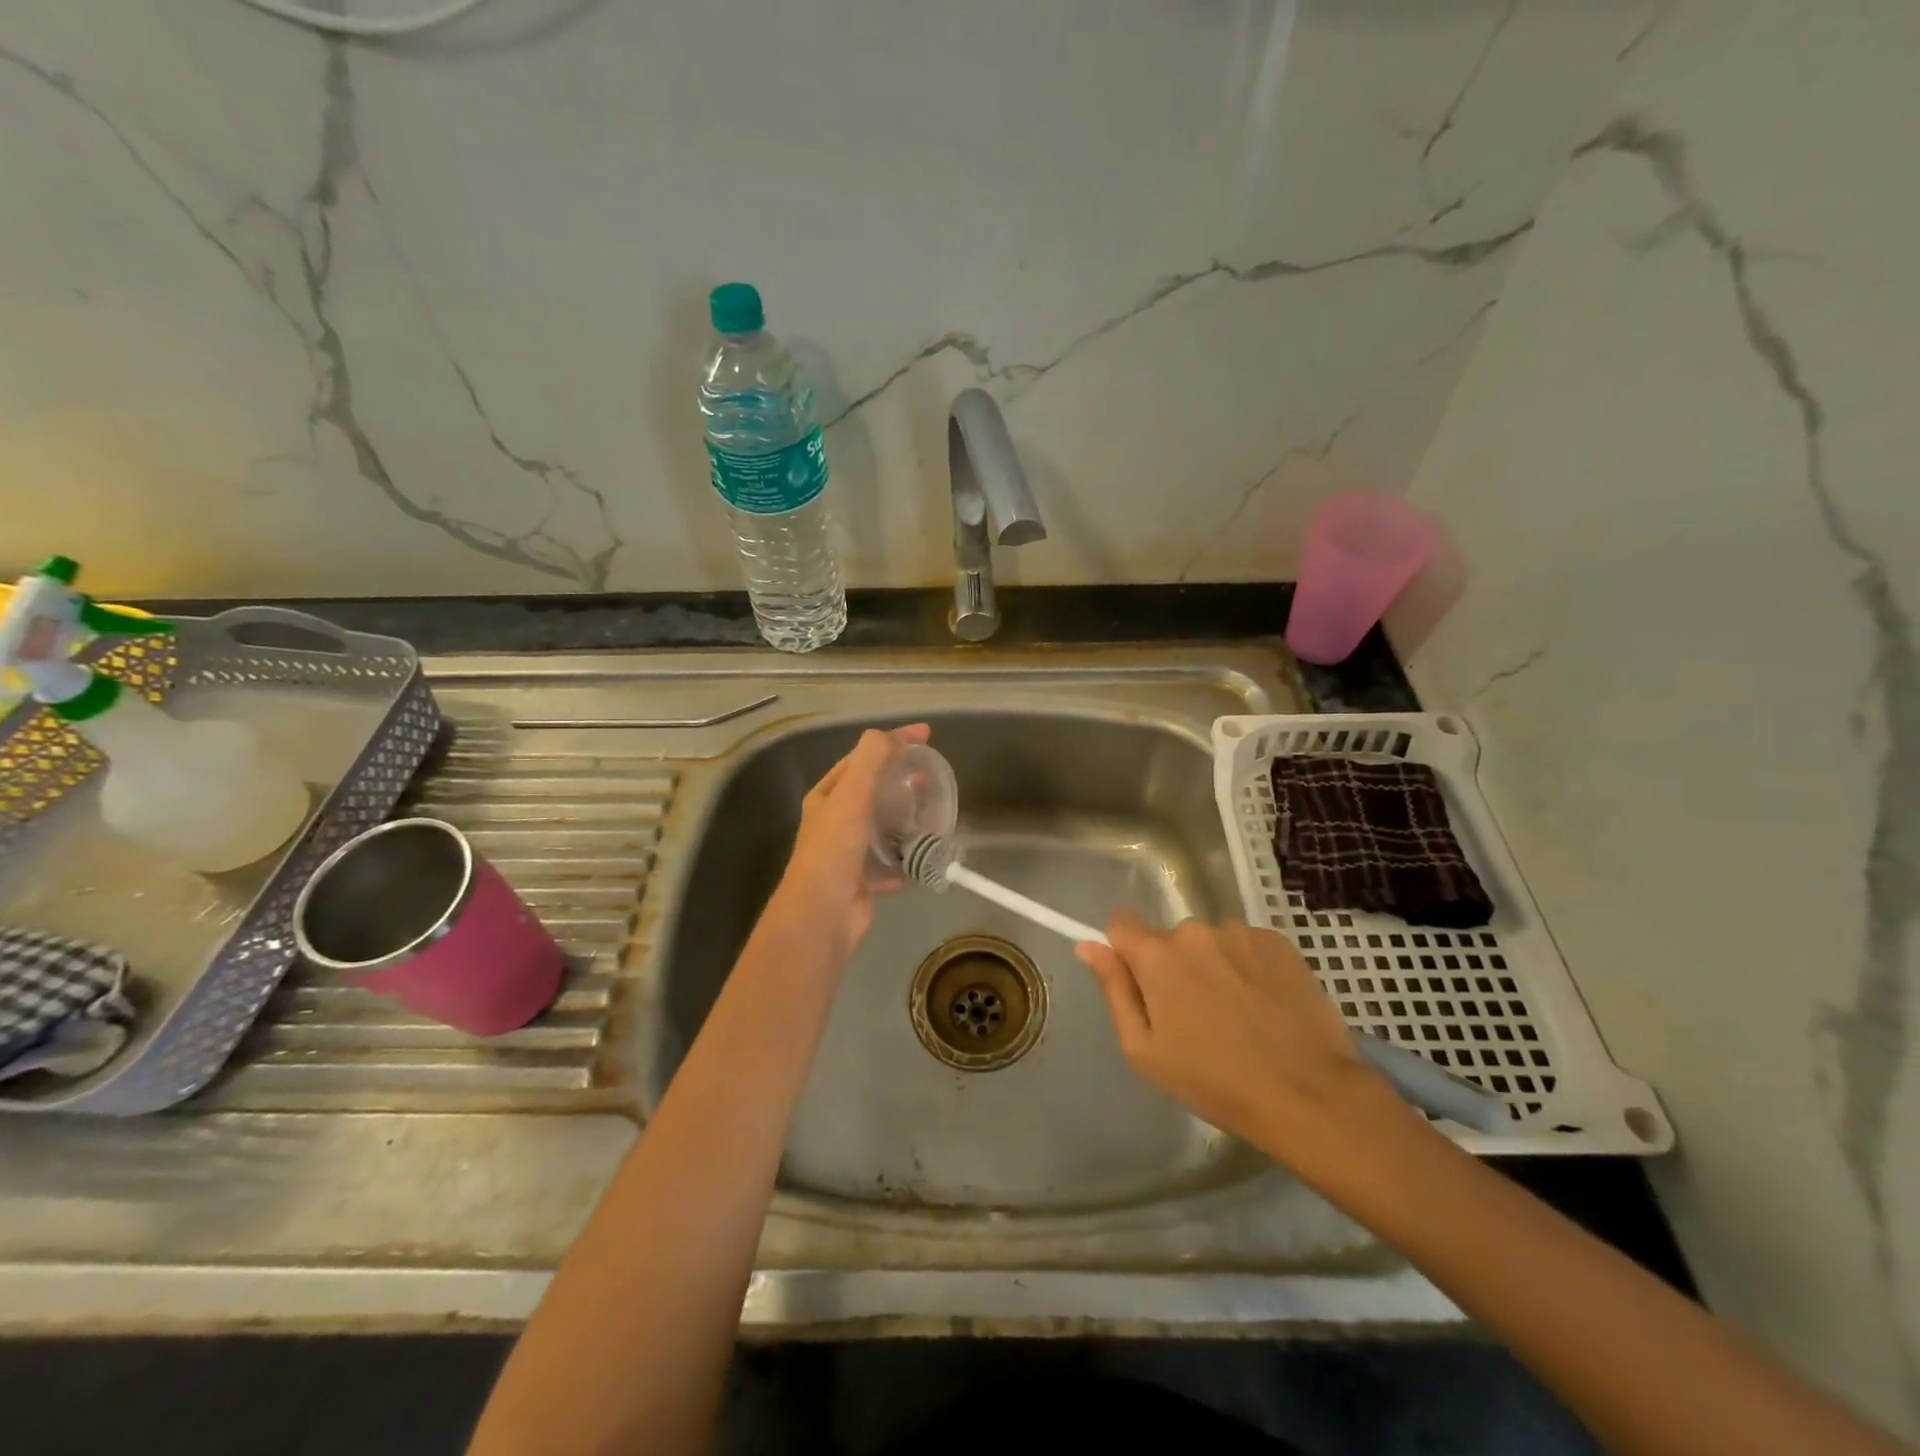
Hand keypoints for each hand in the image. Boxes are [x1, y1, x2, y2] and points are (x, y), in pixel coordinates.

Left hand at [768, 724, 931, 959]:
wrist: (823, 914)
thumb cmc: (834, 849)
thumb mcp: (851, 795)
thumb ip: (870, 760)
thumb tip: (890, 735)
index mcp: (827, 797)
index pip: (862, 758)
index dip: (892, 742)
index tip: (926, 735)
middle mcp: (835, 821)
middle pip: (874, 792)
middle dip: (902, 781)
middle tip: (930, 777)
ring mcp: (850, 852)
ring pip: (884, 826)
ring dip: (907, 818)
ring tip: (934, 812)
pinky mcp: (865, 880)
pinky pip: (892, 862)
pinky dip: (909, 856)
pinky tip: (928, 853)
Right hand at [1076, 913, 1404, 1176]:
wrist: (1309, 1094)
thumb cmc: (1214, 1081)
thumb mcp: (1145, 1049)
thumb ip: (1114, 989)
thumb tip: (1088, 945)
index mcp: (1157, 955)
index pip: (1121, 923)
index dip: (1125, 951)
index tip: (1142, 985)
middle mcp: (1195, 931)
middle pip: (1169, 939)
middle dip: (1174, 967)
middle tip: (1196, 1017)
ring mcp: (1240, 933)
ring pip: (1210, 943)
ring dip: (1213, 967)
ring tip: (1238, 1015)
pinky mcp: (1278, 942)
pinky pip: (1246, 946)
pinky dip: (1248, 968)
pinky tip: (1265, 1005)